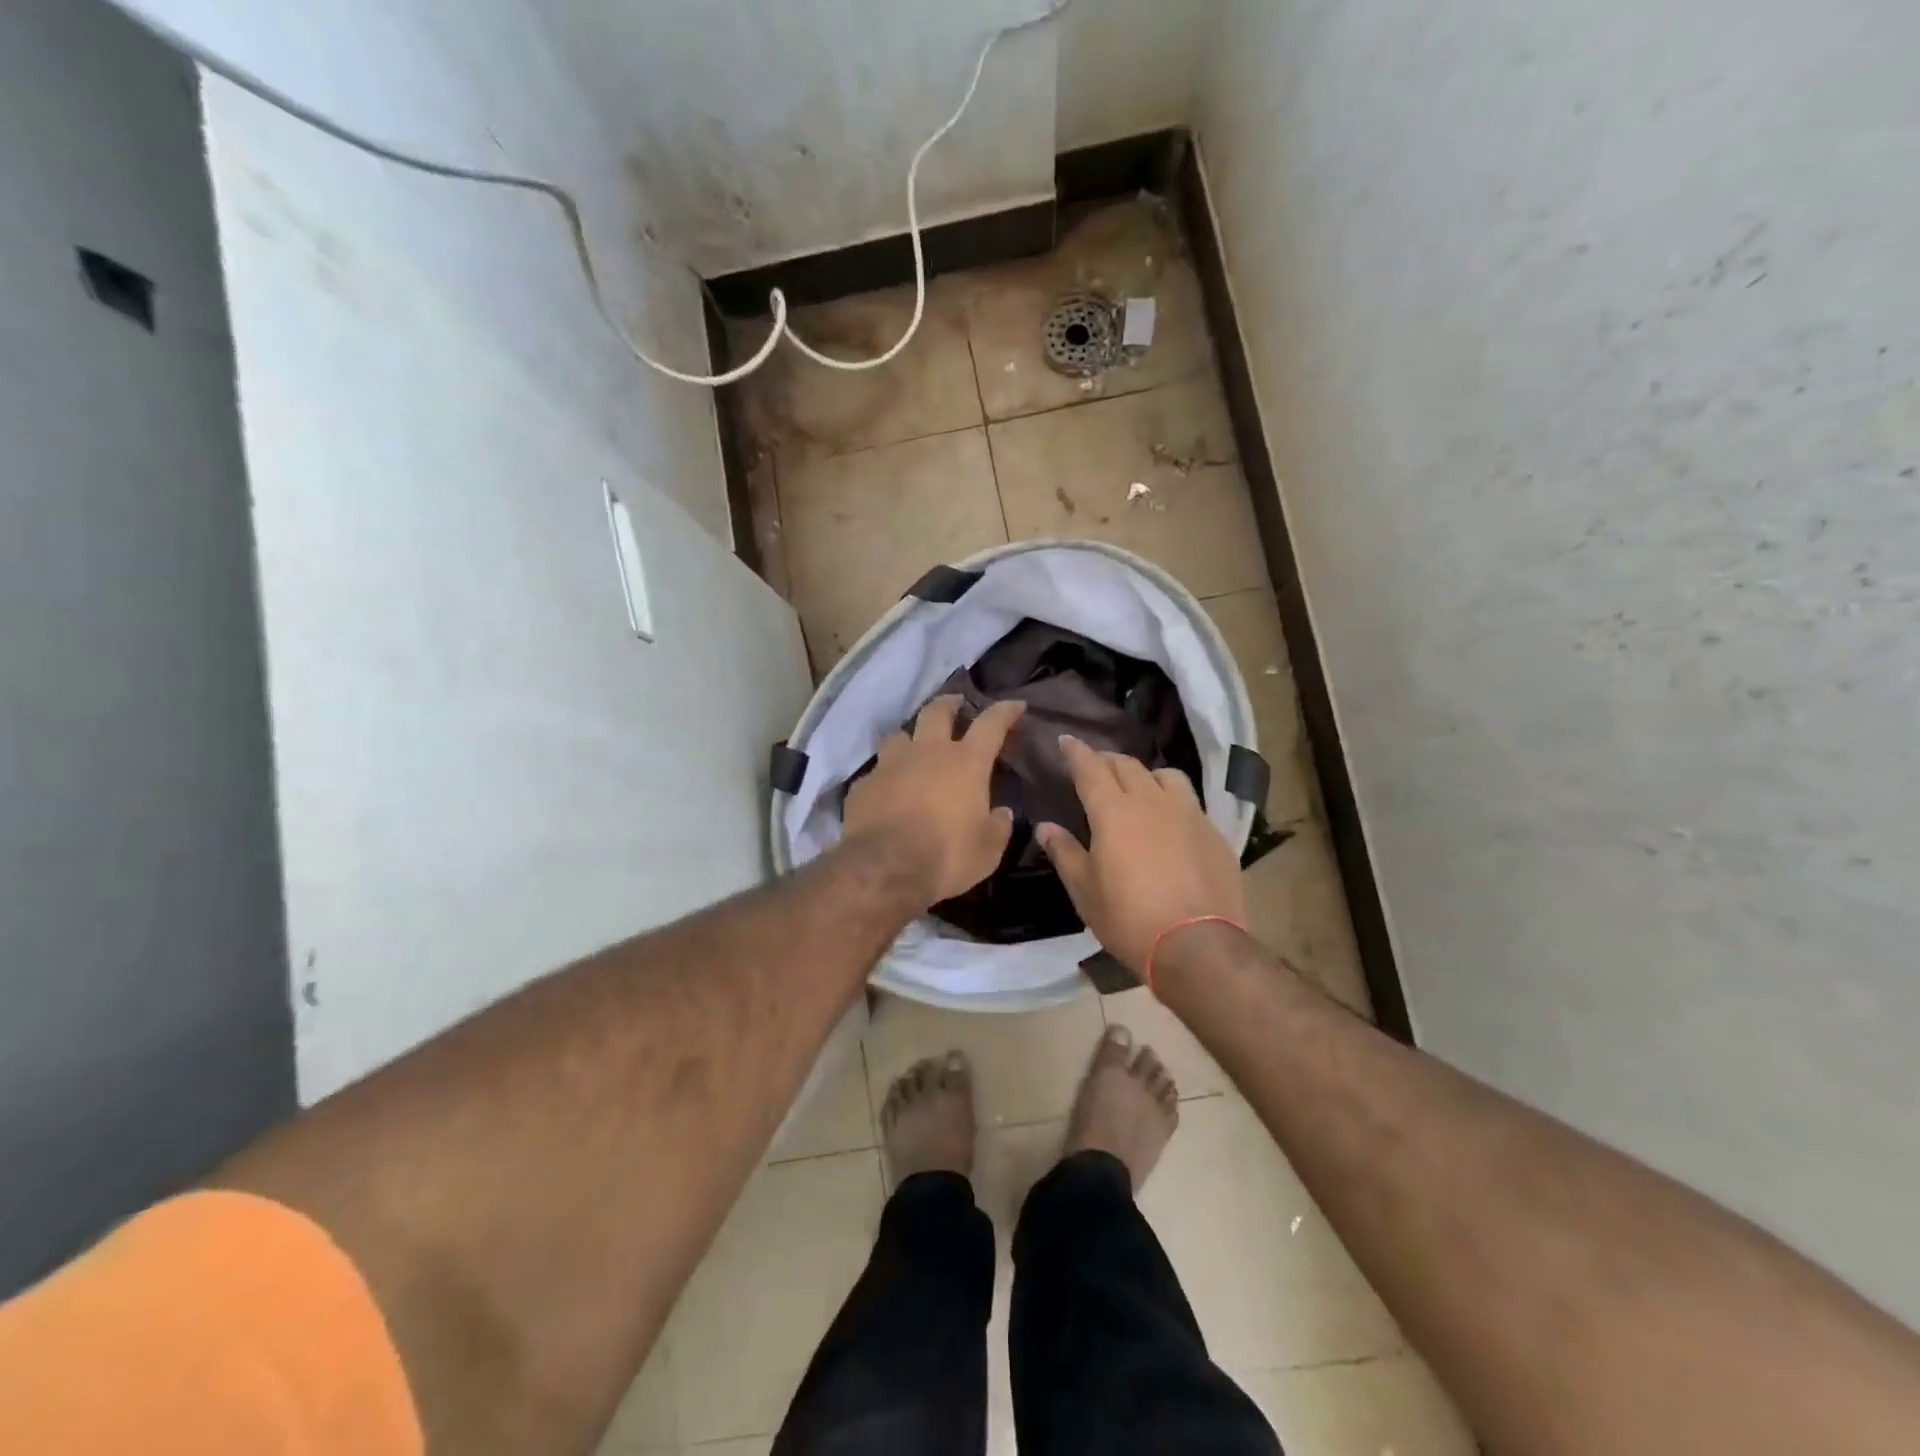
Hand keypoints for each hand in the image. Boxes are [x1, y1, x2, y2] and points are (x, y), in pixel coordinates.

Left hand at [842, 696, 1025, 906]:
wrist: (884, 868)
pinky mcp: (863, 785)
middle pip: (937, 711)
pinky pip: (877, 772)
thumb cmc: (947, 855)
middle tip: (956, 703)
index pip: (991, 724)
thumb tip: (1003, 814)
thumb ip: (998, 827)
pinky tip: (887, 791)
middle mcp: (927, 753)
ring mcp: (890, 765)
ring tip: (914, 747)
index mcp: (966, 763)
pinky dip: (886, 777)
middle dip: (949, 703)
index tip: (1015, 705)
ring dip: (911, 737)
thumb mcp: (987, 850)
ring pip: (900, 735)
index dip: (1005, 711)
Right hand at [1036, 736, 1245, 973]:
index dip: (1076, 752)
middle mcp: (1151, 801)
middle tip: (1095, 765)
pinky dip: (1173, 801)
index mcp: (1113, 811)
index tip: (1066, 740)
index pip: (1090, 768)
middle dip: (1107, 760)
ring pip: (1165, 776)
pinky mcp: (1213, 833)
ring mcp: (1188, 813)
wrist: (1197, 944)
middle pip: (1127, 766)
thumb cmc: (1129, 918)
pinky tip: (1171, 822)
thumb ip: (1064, 852)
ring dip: (1146, 775)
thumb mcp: (1085, 891)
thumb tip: (1046, 827)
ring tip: (1139, 787)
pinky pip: (1190, 803)